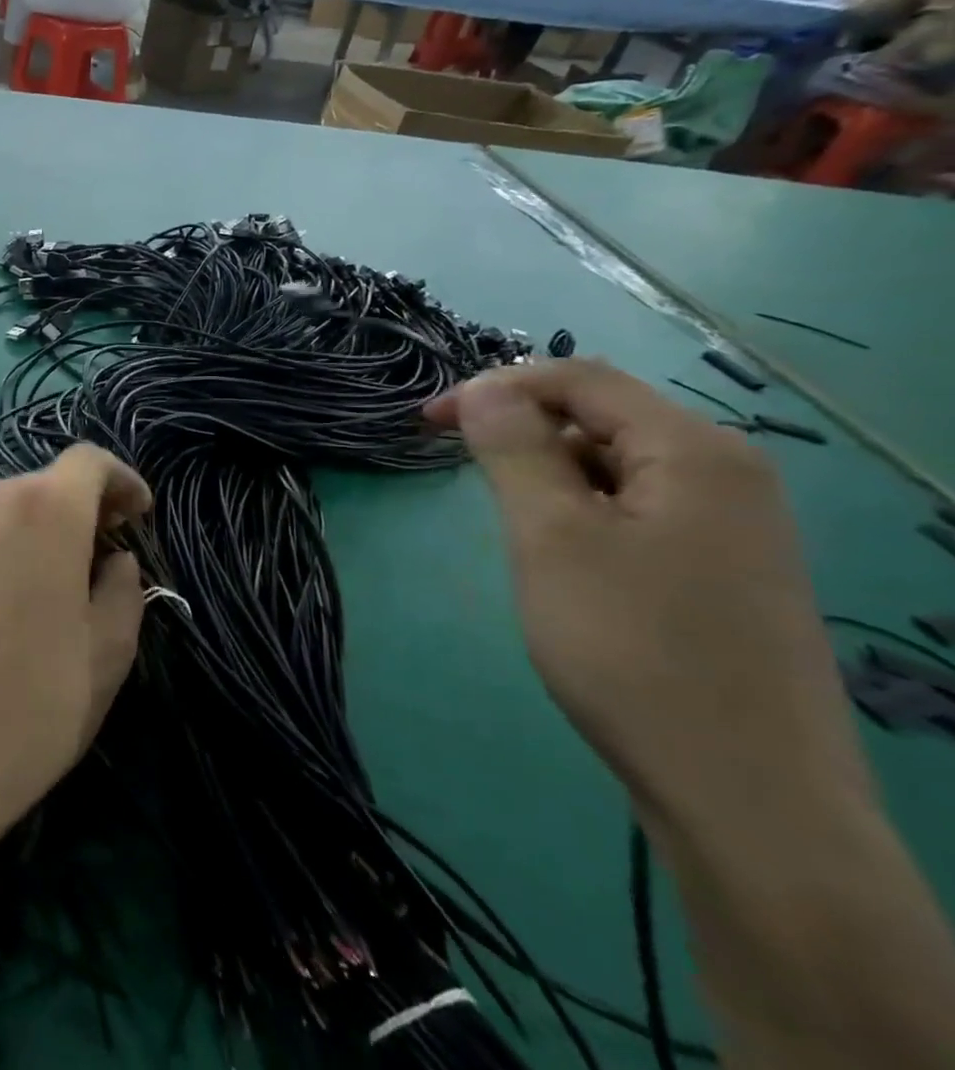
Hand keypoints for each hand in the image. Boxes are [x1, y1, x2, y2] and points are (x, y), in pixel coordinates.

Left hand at [0, 444, 152, 864]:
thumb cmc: (33, 706)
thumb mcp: (108, 654)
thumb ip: (123, 589)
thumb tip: (113, 561)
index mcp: (44, 510)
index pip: (90, 461)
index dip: (120, 480)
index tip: (135, 514)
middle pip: (39, 488)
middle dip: (73, 514)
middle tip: (91, 562)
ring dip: (21, 541)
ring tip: (31, 597)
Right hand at [425, 360, 870, 826]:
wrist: (746, 796)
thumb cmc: (633, 649)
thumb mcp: (551, 537)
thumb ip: (513, 449)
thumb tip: (484, 389)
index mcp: (695, 452)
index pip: (581, 379)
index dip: (496, 386)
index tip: (429, 422)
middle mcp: (727, 475)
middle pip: (604, 418)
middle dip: (523, 431)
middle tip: (466, 476)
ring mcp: (735, 527)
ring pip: (618, 466)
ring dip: (551, 476)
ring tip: (515, 527)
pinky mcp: (725, 572)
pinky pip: (639, 509)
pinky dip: (584, 512)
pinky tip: (564, 560)